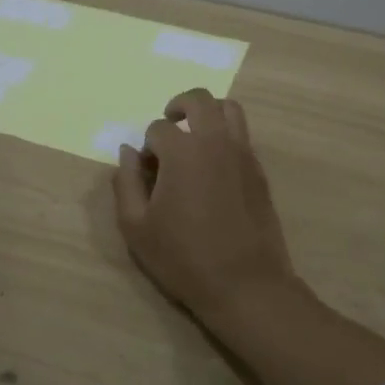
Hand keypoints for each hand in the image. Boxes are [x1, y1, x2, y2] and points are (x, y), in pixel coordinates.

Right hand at [111, 88, 295, 322]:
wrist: (245, 284)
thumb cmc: (183, 258)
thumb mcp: (136, 227)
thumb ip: (126, 183)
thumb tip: (127, 152)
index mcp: (183, 152)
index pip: (157, 129)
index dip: (147, 147)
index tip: (146, 171)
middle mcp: (216, 142)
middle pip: (199, 100)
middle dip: (177, 107)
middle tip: (167, 127)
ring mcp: (243, 154)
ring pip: (229, 109)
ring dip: (207, 112)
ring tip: (194, 135)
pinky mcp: (259, 170)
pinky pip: (242, 135)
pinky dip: (225, 135)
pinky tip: (213, 165)